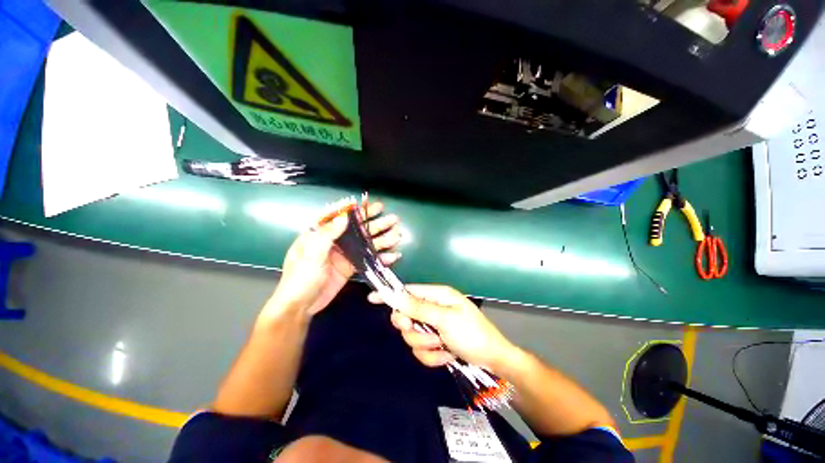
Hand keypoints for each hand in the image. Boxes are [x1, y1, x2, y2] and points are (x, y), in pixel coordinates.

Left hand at [270, 201, 401, 316]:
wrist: (300, 307)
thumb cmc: (300, 279)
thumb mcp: (312, 255)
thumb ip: (328, 235)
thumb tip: (344, 216)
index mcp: (320, 234)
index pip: (339, 217)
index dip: (355, 210)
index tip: (371, 205)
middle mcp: (334, 242)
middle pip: (358, 230)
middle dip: (376, 224)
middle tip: (393, 219)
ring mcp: (344, 255)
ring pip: (366, 244)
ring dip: (382, 240)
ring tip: (397, 235)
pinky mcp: (350, 267)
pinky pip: (367, 259)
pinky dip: (379, 258)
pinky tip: (392, 256)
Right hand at [368, 285, 517, 369]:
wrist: (493, 360)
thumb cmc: (472, 333)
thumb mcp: (446, 319)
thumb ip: (419, 308)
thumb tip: (396, 296)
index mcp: (437, 295)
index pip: (408, 291)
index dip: (391, 295)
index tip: (373, 298)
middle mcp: (433, 308)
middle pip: (406, 315)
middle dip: (413, 328)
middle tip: (422, 333)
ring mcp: (433, 326)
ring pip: (412, 336)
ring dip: (426, 345)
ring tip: (443, 346)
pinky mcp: (435, 342)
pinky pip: (421, 349)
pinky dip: (432, 355)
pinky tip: (446, 355)